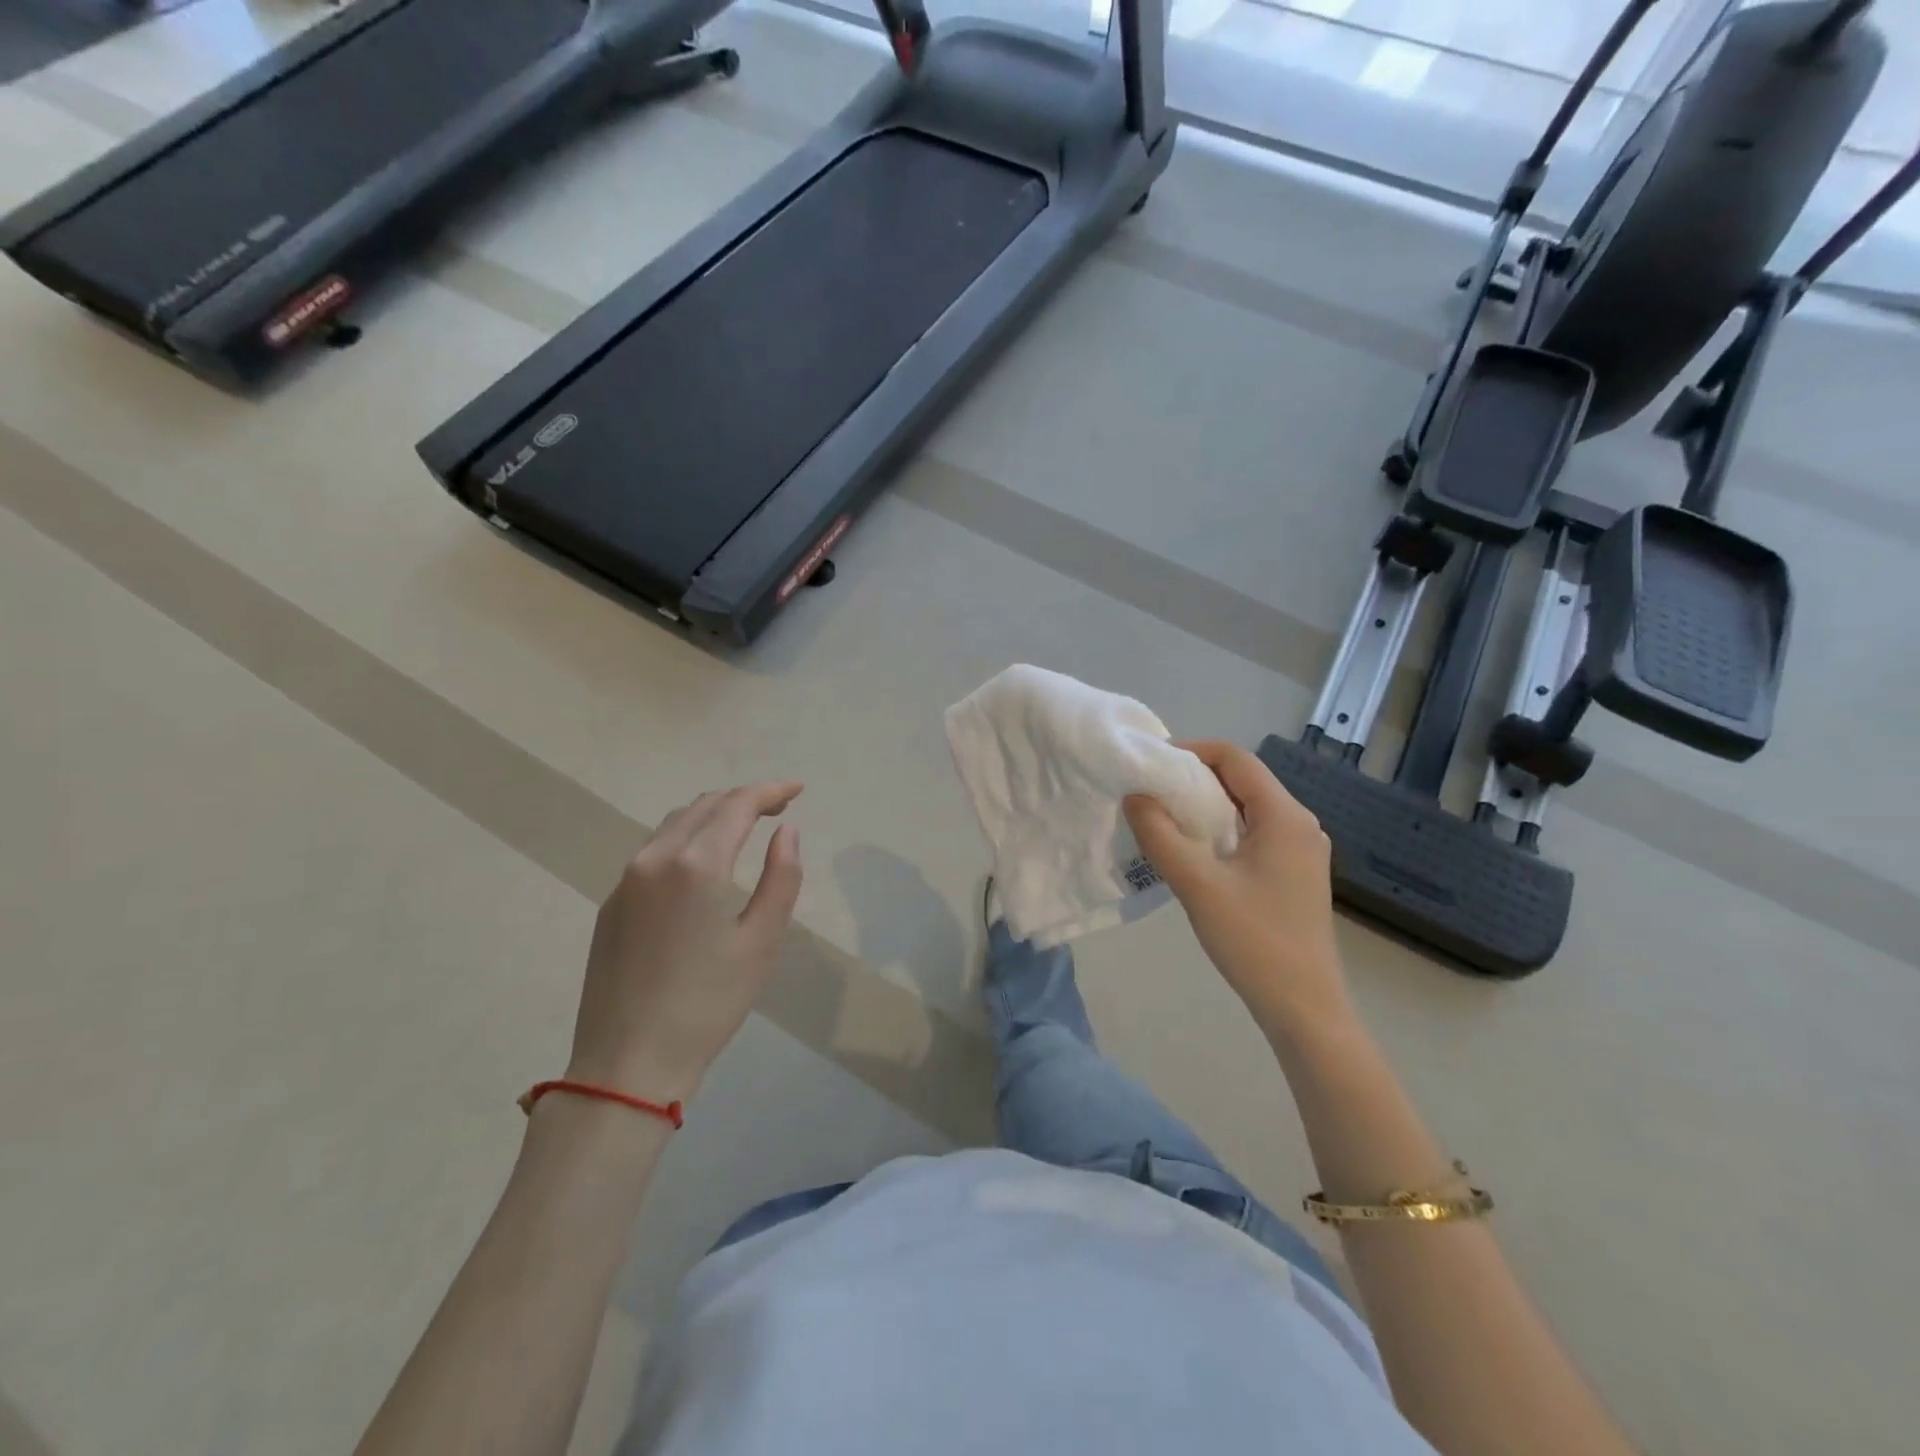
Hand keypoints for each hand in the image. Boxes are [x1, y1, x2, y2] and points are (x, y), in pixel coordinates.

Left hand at [567, 782, 803, 1100]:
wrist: (626, 1065)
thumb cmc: (707, 1004)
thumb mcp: (762, 942)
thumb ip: (782, 877)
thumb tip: (786, 831)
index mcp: (696, 864)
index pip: (737, 805)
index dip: (770, 791)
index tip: (797, 789)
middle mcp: (655, 858)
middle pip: (704, 805)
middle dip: (743, 798)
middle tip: (777, 808)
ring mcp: (626, 880)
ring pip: (674, 824)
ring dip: (713, 814)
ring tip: (744, 826)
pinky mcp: (611, 903)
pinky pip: (654, 850)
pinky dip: (687, 837)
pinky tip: (703, 860)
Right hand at [1124, 742, 1350, 1039]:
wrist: (1304, 1009)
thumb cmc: (1254, 941)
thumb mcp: (1198, 885)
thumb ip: (1161, 836)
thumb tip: (1135, 797)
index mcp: (1285, 816)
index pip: (1236, 758)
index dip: (1192, 751)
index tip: (1151, 765)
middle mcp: (1299, 824)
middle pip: (1242, 780)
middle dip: (1194, 778)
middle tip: (1150, 791)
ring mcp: (1300, 850)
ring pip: (1246, 808)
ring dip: (1205, 806)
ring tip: (1163, 818)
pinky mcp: (1294, 873)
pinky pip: (1253, 833)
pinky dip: (1220, 830)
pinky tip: (1192, 851)